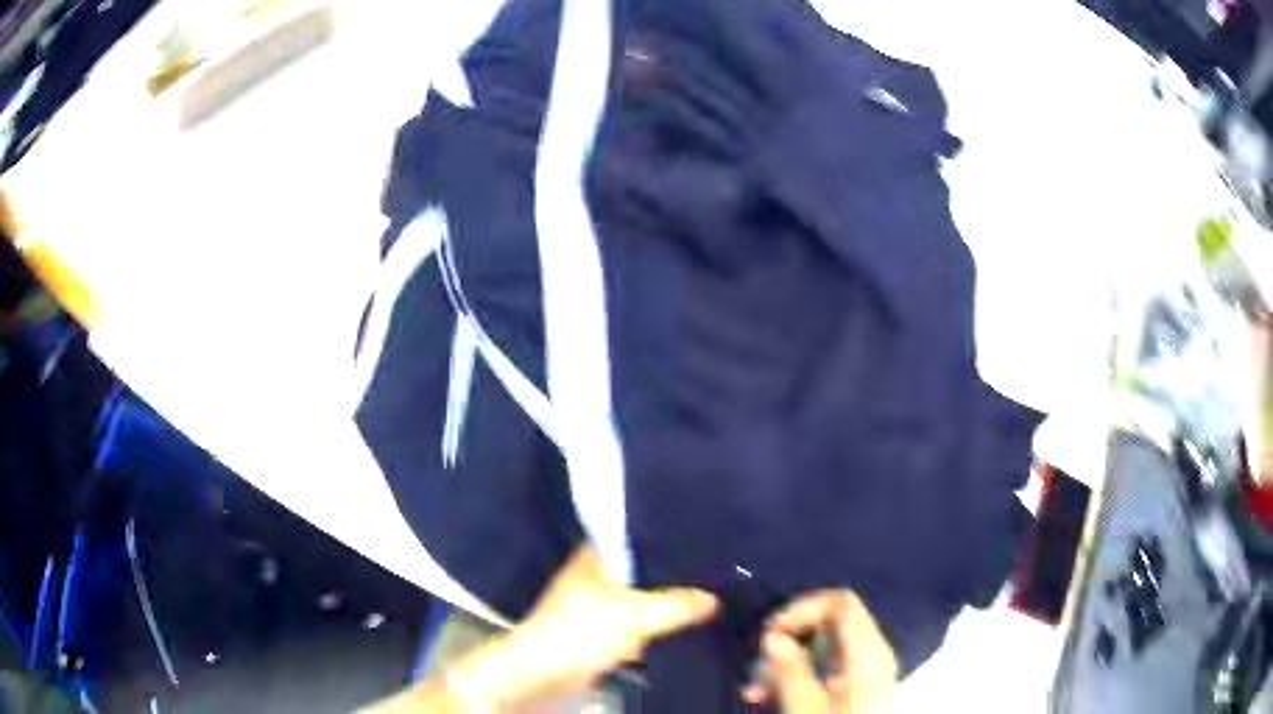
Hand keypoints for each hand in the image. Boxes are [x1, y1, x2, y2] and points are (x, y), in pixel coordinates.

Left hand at [361, 545, 717, 711]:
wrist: (544, 672)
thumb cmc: (583, 630)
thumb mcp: (636, 615)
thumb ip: (677, 604)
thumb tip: (715, 597)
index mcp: (595, 557)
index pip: (632, 533)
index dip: (662, 531)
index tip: (696, 530)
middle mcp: (593, 574)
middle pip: (638, 566)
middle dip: (668, 569)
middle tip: (710, 564)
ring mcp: (594, 604)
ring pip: (637, 596)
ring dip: (661, 598)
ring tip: (704, 590)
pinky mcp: (597, 631)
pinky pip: (633, 623)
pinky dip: (652, 625)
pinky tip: (680, 624)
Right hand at [743, 590, 897, 713]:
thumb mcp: (806, 710)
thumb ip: (791, 671)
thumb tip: (773, 635)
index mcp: (868, 655)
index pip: (841, 602)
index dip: (803, 608)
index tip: (769, 634)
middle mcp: (871, 655)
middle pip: (829, 622)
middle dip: (787, 638)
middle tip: (755, 670)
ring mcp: (864, 671)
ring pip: (821, 645)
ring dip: (784, 660)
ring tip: (755, 691)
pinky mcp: (853, 687)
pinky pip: (822, 664)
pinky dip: (795, 672)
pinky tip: (771, 694)